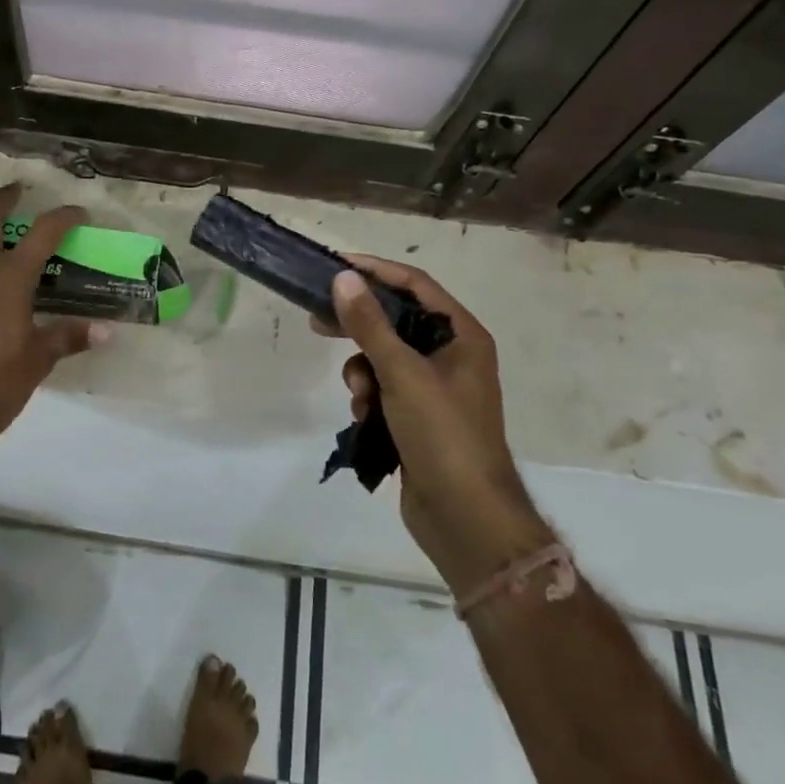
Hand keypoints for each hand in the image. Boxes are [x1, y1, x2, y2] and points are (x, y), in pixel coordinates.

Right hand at [313, 256, 551, 591]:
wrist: (466, 519)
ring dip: (362, 370)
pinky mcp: (418, 416)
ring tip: (359, 395)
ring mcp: (435, 386)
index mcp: (461, 335)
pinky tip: (365, 418)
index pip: (414, 284)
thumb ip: (369, 324)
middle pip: (396, 319)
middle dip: (358, 324)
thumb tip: (344, 277)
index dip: (375, 271)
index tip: (335, 265)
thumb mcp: (402, 373)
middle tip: (318, 321)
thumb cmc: (443, 434)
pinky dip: (369, 396)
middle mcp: (451, 354)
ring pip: (383, 356)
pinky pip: (384, 387)